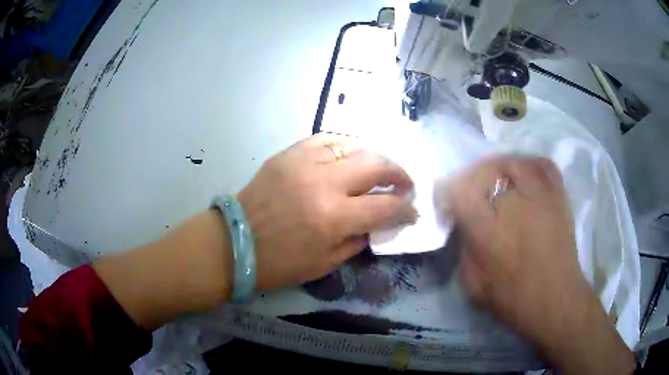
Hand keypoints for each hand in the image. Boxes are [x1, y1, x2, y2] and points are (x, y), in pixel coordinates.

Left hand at [238, 133, 416, 291]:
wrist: (234, 242)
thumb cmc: (279, 263)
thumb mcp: (325, 263)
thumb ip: (357, 240)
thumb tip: (379, 223)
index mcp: (333, 218)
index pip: (385, 207)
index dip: (405, 209)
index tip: (412, 210)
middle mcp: (323, 183)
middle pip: (376, 164)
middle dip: (399, 173)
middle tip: (404, 183)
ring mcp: (304, 163)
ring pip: (353, 146)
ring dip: (373, 157)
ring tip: (378, 169)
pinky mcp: (288, 154)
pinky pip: (324, 139)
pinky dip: (343, 146)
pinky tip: (347, 156)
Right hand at [441, 156, 632, 373]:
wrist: (555, 298)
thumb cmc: (513, 298)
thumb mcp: (473, 285)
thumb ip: (464, 250)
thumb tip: (463, 225)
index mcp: (487, 230)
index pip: (458, 190)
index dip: (447, 189)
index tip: (447, 199)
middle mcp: (512, 205)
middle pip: (484, 169)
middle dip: (471, 177)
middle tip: (472, 191)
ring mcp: (539, 195)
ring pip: (511, 162)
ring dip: (498, 168)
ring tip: (497, 181)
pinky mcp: (557, 195)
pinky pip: (540, 164)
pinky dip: (529, 164)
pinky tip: (524, 174)